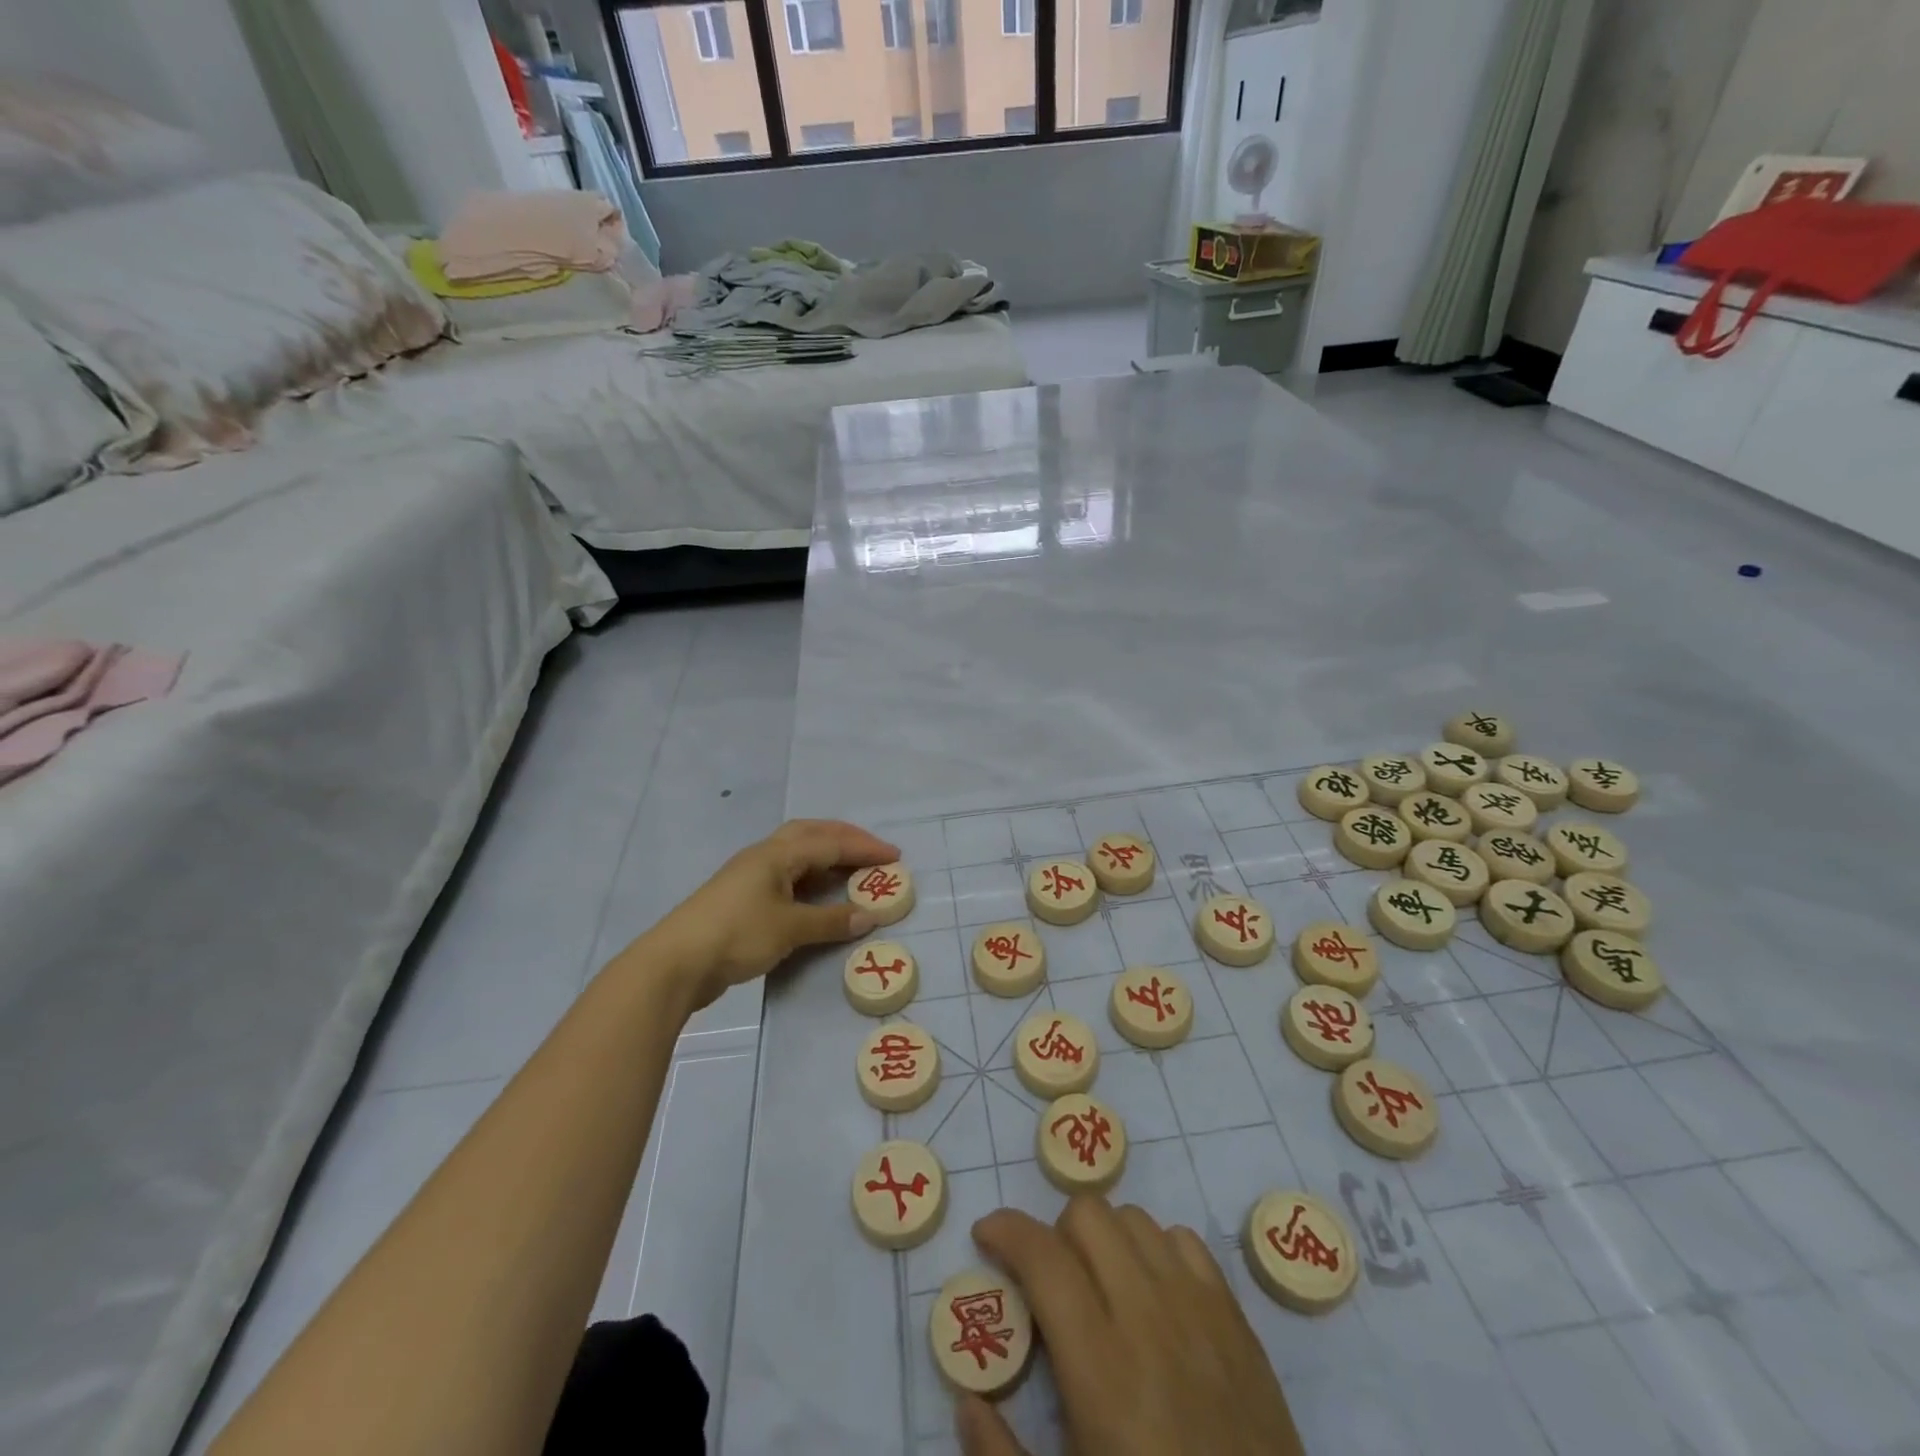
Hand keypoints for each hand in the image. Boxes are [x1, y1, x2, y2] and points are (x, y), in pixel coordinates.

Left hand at [649, 819, 898, 1009]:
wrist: (676, 963)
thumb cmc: (737, 935)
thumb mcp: (789, 928)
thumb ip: (830, 921)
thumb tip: (869, 916)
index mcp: (777, 854)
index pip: (830, 842)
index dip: (864, 848)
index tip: (895, 857)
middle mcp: (764, 856)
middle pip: (811, 833)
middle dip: (845, 838)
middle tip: (873, 852)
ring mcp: (749, 876)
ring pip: (796, 852)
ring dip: (827, 855)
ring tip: (852, 868)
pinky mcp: (742, 898)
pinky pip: (787, 874)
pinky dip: (811, 877)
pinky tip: (818, 894)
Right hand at [957, 1199, 1303, 1455]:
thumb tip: (966, 1403)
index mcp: (1100, 1367)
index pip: (1043, 1257)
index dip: (1006, 1230)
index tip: (985, 1236)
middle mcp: (1148, 1316)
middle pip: (1088, 1215)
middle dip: (1055, 1232)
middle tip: (1047, 1281)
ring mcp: (1198, 1310)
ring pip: (1134, 1218)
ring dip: (1104, 1238)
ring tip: (1099, 1285)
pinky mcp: (1235, 1319)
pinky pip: (1185, 1241)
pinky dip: (1156, 1249)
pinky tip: (1152, 1296)